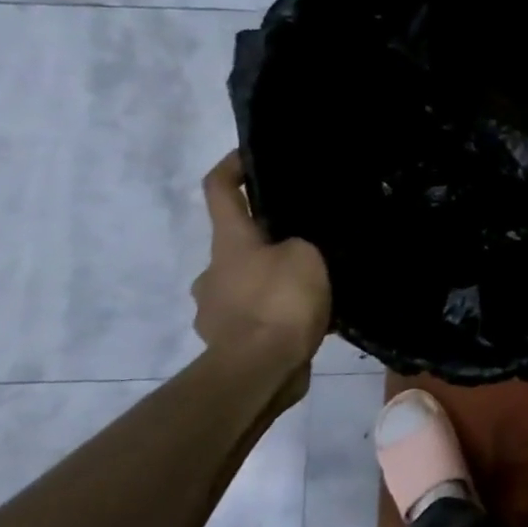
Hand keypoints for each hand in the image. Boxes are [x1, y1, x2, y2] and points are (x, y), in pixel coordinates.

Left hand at [192, 153, 330, 374]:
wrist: (259, 371)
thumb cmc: (280, 302)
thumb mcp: (308, 256)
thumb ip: (303, 244)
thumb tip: (298, 250)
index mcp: (228, 242)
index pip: (218, 189)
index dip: (232, 166)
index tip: (251, 155)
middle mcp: (213, 271)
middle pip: (237, 242)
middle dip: (268, 239)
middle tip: (310, 241)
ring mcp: (215, 310)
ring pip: (247, 283)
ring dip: (273, 281)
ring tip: (314, 287)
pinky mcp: (227, 343)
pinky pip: (254, 318)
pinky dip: (275, 315)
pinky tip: (305, 322)